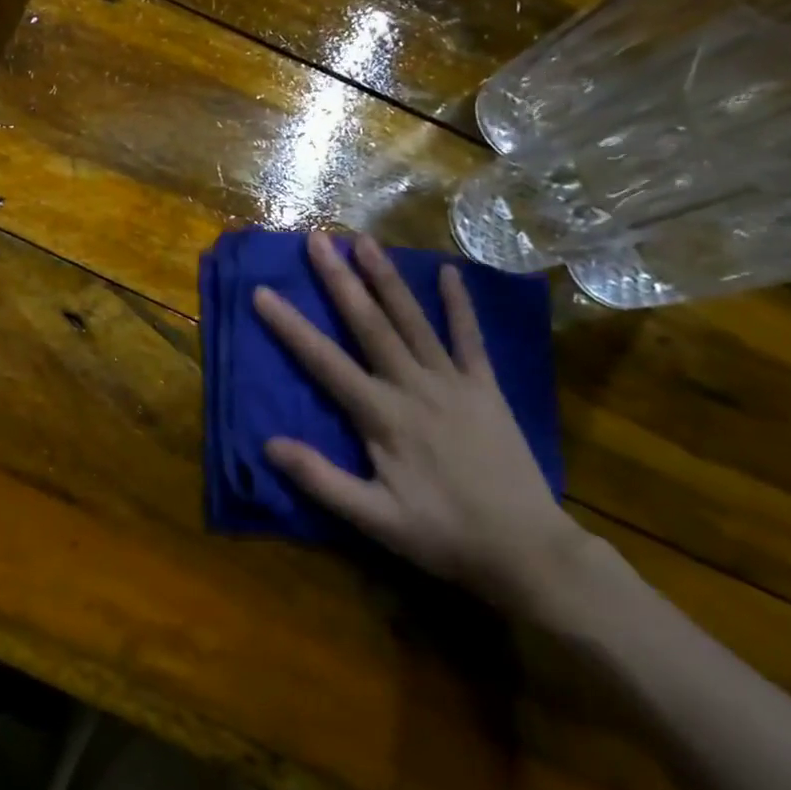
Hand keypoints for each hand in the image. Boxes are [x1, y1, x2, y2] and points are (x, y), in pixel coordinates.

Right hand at [253, 232, 590, 615]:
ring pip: (413, 320)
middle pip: (369, 323)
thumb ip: (320, 479)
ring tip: (364, 240)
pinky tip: (449, 272)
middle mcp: (414, 386)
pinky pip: (470, 338)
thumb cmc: (443, 535)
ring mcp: (454, 382)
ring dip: (387, 278)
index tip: (263, 292)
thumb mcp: (374, 519)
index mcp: (382, 415)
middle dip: (339, 279)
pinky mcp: (486, 387)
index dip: (290, 326)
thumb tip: (268, 444)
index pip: (324, 361)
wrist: (528, 550)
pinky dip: (459, 305)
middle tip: (317, 239)